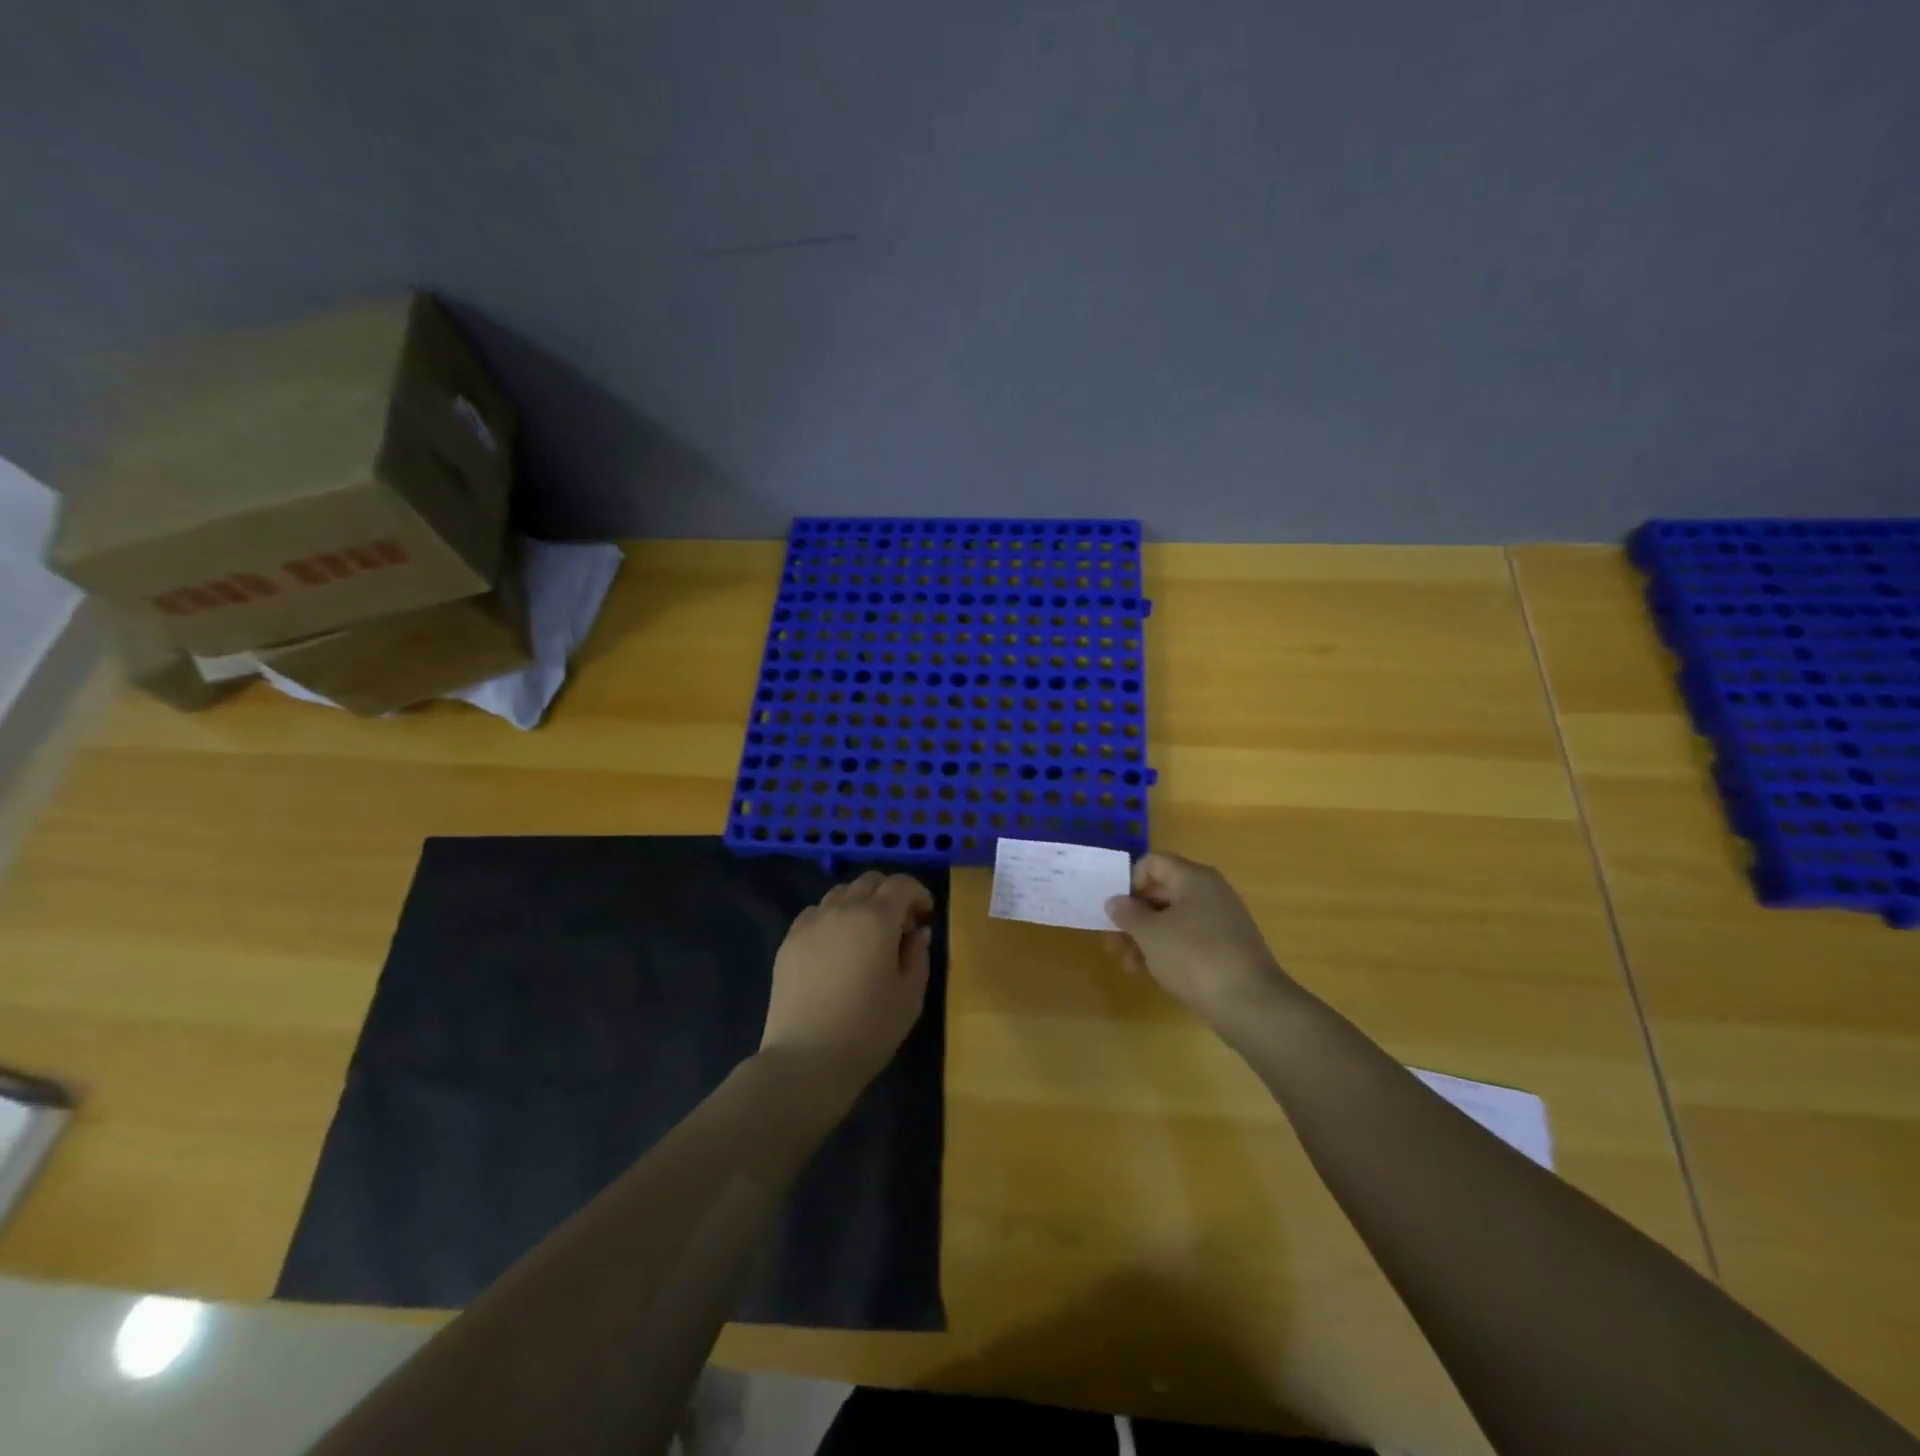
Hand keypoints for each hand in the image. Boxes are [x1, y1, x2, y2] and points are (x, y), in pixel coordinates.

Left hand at [760, 871, 933, 1102]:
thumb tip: (918, 932)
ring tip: (867, 934)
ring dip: (861, 903)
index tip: (926, 915)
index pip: (901, 884)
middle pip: (869, 881)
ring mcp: (810, 923)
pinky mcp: (788, 942)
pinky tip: (836, 946)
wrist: (806, 1061)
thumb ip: (918, 955)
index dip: (918, 893)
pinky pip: (815, 913)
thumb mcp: (910, 996)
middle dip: (890, 894)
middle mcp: (842, 909)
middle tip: (901, 925)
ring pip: (840, 893)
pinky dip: (833, 917)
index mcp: (876, 918)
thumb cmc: (868, 1030)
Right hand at [1103, 853, 1297, 1029]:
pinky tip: (1149, 972)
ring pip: (1172, 920)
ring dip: (1146, 937)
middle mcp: (1209, 893)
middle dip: (1134, 915)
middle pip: (1161, 892)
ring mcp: (1220, 922)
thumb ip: (1127, 913)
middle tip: (1112, 939)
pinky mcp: (1225, 949)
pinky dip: (1167, 951)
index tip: (1117, 909)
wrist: (1251, 1004)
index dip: (1129, 881)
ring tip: (1126, 963)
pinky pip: (1188, 940)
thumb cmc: (1194, 957)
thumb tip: (1115, 901)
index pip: (1152, 863)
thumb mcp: (1150, 934)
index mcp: (1193, 878)